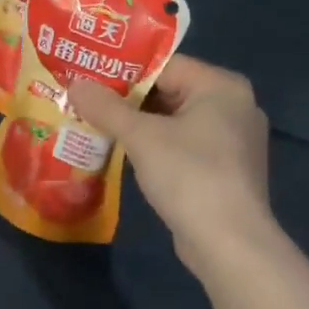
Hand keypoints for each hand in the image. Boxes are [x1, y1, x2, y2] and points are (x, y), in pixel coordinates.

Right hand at [67, 56, 271, 275]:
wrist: (229, 243)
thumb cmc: (189, 176)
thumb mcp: (141, 137)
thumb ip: (106, 107)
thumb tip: (74, 83)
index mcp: (222, 86)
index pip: (165, 65)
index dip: (123, 71)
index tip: (88, 76)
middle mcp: (233, 106)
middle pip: (170, 91)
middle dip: (127, 100)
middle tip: (85, 100)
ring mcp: (233, 141)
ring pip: (175, 121)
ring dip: (138, 125)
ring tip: (95, 124)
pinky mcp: (225, 170)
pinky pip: (183, 146)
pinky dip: (155, 147)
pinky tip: (124, 154)